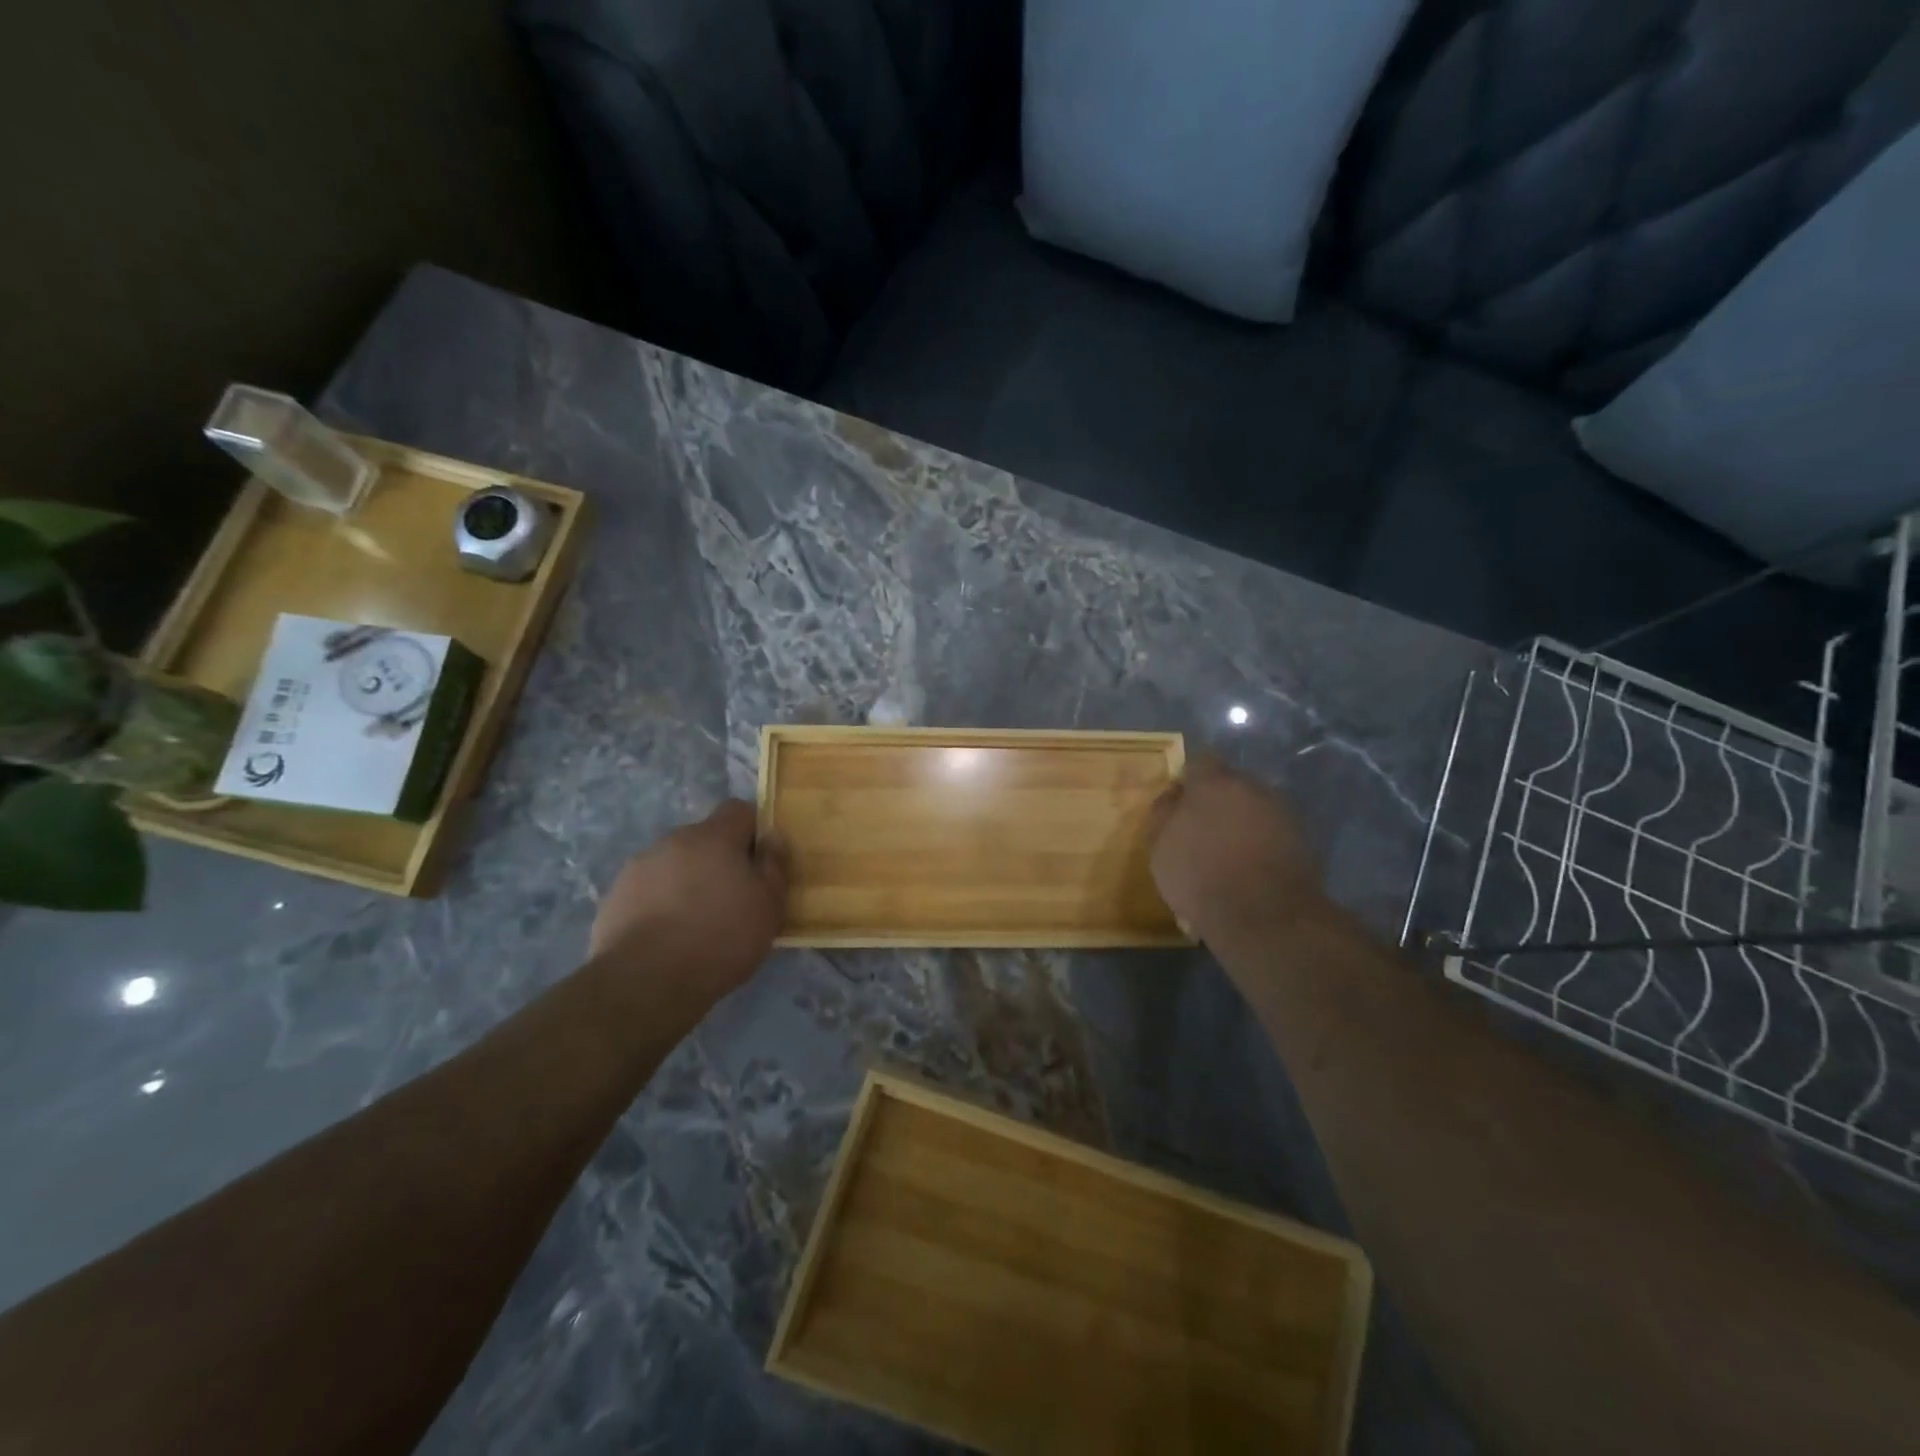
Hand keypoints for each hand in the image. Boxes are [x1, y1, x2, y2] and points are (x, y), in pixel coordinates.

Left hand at [589, 800, 788, 999]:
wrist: (645, 982)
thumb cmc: (721, 939)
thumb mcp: (769, 906)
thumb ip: (774, 865)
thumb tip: (772, 836)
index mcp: (714, 836)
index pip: (738, 810)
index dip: (752, 830)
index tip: (758, 863)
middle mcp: (674, 840)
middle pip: (704, 838)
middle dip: (718, 860)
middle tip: (731, 898)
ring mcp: (639, 866)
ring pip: (674, 864)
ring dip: (687, 881)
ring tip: (695, 922)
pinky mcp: (615, 896)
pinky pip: (648, 889)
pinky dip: (660, 903)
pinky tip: (666, 936)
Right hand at [1147, 757, 1323, 939]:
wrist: (1264, 916)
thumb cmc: (1200, 875)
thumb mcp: (1160, 846)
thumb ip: (1164, 813)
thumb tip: (1173, 796)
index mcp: (1214, 782)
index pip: (1199, 763)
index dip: (1187, 782)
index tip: (1178, 806)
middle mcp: (1252, 788)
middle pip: (1230, 785)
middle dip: (1217, 802)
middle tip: (1202, 831)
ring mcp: (1282, 813)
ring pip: (1254, 808)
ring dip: (1241, 823)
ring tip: (1227, 855)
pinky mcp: (1302, 841)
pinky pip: (1272, 833)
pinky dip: (1261, 844)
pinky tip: (1250, 870)